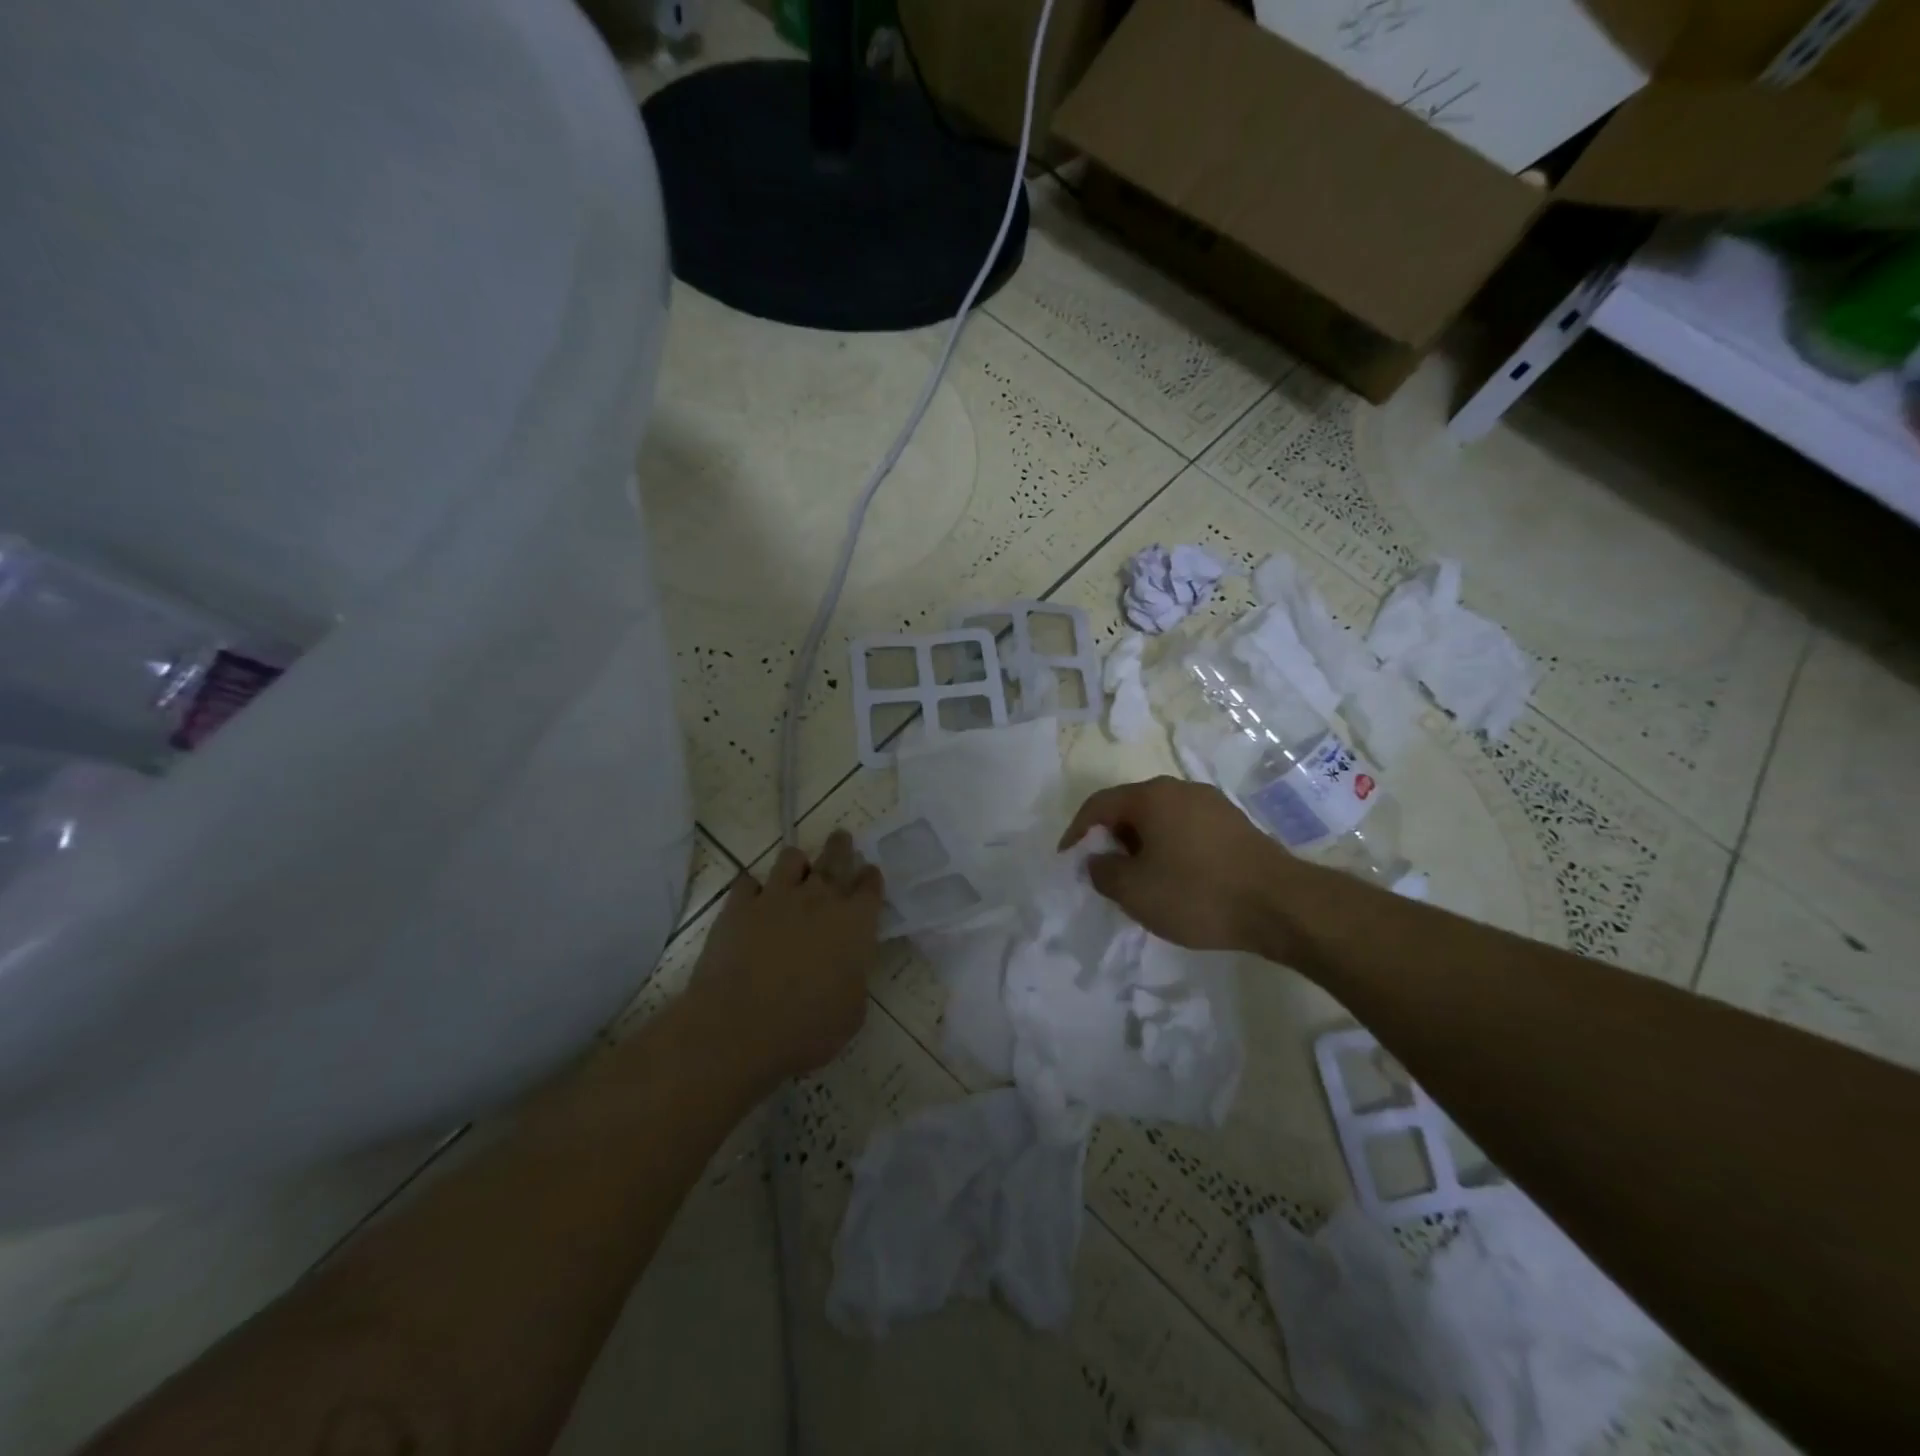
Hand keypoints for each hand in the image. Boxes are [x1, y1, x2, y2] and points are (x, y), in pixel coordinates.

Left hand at [682, 830, 883, 1087]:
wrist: (738, 1027)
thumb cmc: (807, 1028)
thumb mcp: (851, 1012)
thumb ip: (854, 979)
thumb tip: (847, 968)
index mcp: (855, 924)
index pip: (870, 887)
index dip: (870, 878)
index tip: (869, 873)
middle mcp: (819, 900)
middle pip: (835, 858)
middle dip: (841, 846)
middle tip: (841, 838)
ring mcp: (776, 898)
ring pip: (791, 859)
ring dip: (797, 862)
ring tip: (796, 869)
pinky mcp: (738, 906)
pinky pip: (747, 881)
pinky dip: (752, 887)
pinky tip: (752, 897)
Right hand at [1059, 777, 1307, 953]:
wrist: (1281, 906)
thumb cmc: (1197, 893)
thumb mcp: (1135, 891)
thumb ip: (1103, 872)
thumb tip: (1098, 861)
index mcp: (1151, 796)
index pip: (1099, 804)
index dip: (1076, 831)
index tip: (1066, 858)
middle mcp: (1181, 789)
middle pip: (1131, 808)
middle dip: (1111, 838)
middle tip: (1104, 871)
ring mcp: (1212, 805)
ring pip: (1161, 820)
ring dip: (1142, 846)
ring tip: (1140, 880)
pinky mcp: (1235, 825)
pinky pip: (1187, 830)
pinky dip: (1170, 849)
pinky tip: (1177, 880)